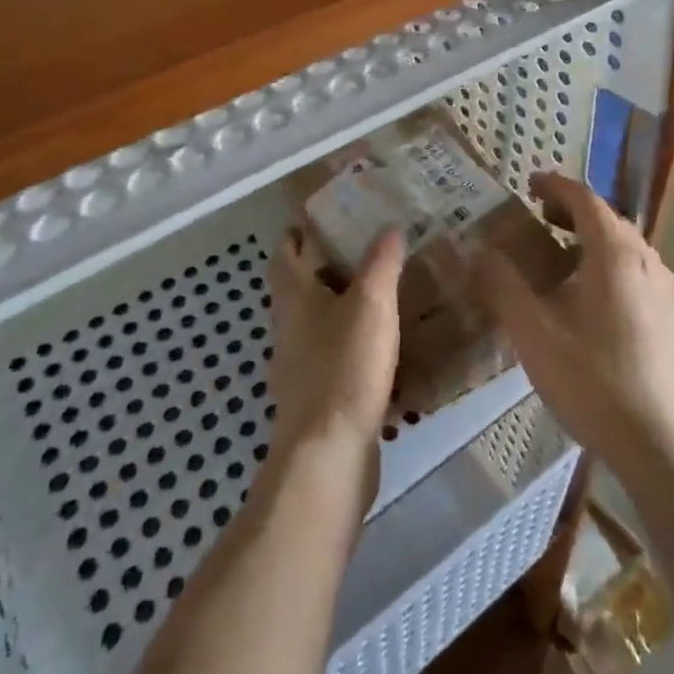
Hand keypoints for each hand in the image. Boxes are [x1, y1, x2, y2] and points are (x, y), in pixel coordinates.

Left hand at [267, 226, 405, 484]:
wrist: (328, 454)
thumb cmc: (345, 366)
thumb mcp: (371, 303)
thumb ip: (381, 262)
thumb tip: (388, 225)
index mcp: (294, 298)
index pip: (284, 255)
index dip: (297, 235)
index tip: (321, 219)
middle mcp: (288, 329)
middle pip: (297, 289)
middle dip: (322, 269)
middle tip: (361, 252)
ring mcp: (297, 368)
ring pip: (313, 324)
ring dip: (336, 307)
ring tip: (376, 296)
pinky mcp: (314, 399)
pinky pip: (329, 358)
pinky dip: (348, 345)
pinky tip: (378, 349)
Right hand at [475, 173, 673, 485]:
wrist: (662, 445)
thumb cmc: (593, 380)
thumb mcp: (534, 332)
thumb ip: (502, 286)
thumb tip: (479, 252)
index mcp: (615, 252)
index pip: (584, 199)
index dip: (555, 186)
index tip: (529, 183)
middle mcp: (645, 259)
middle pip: (606, 219)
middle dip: (570, 211)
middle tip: (537, 217)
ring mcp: (663, 289)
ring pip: (623, 245)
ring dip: (589, 238)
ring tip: (558, 254)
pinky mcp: (670, 317)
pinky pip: (634, 269)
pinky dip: (606, 262)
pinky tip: (588, 296)